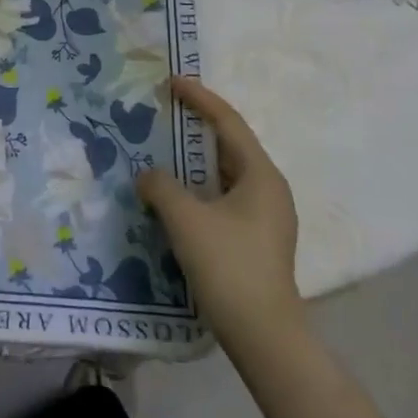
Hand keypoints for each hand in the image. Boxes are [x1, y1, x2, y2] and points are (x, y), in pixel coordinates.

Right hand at [136, 76, 303, 364]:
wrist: (263, 336)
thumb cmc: (228, 266)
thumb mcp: (185, 219)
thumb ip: (161, 186)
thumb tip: (148, 175)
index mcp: (261, 175)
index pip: (228, 123)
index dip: (200, 99)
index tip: (173, 81)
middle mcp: (269, 190)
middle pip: (229, 145)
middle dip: (196, 127)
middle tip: (164, 112)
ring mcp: (265, 218)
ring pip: (224, 174)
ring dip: (194, 160)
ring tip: (162, 148)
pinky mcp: (255, 240)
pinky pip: (223, 197)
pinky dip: (198, 186)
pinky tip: (174, 194)